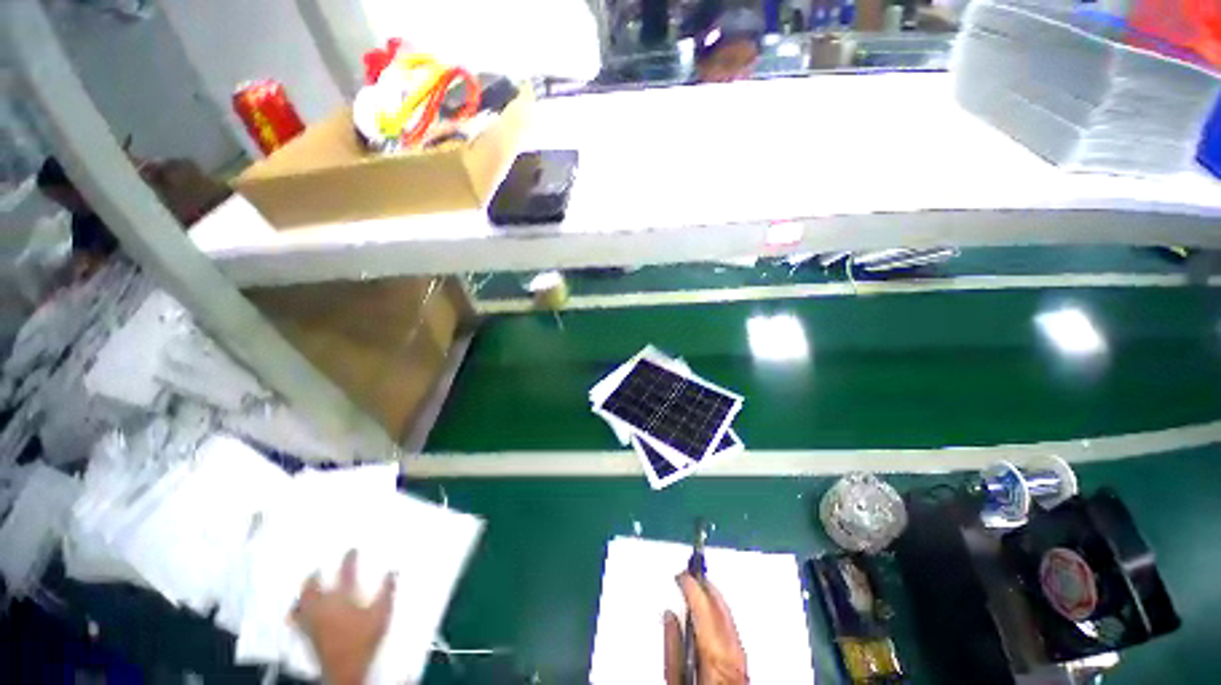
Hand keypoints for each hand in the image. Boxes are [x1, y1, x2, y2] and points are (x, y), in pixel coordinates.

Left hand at [292, 550, 395, 684]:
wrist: (345, 668)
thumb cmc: (363, 638)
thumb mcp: (381, 614)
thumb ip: (387, 592)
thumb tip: (392, 572)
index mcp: (341, 598)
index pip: (346, 573)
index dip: (349, 559)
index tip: (351, 550)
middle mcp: (323, 606)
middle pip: (312, 588)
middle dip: (314, 577)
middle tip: (317, 570)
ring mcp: (312, 621)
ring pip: (300, 603)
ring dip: (302, 594)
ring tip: (305, 589)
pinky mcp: (307, 635)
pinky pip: (296, 618)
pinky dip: (296, 611)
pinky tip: (297, 611)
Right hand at [663, 573, 748, 684]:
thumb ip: (672, 651)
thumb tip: (670, 615)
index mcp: (714, 663)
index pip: (705, 615)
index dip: (693, 590)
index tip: (681, 574)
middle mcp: (733, 661)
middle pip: (723, 616)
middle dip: (707, 589)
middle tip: (691, 571)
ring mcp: (743, 666)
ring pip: (732, 623)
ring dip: (716, 600)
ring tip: (702, 584)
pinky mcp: (745, 669)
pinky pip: (735, 635)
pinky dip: (723, 617)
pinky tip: (714, 610)